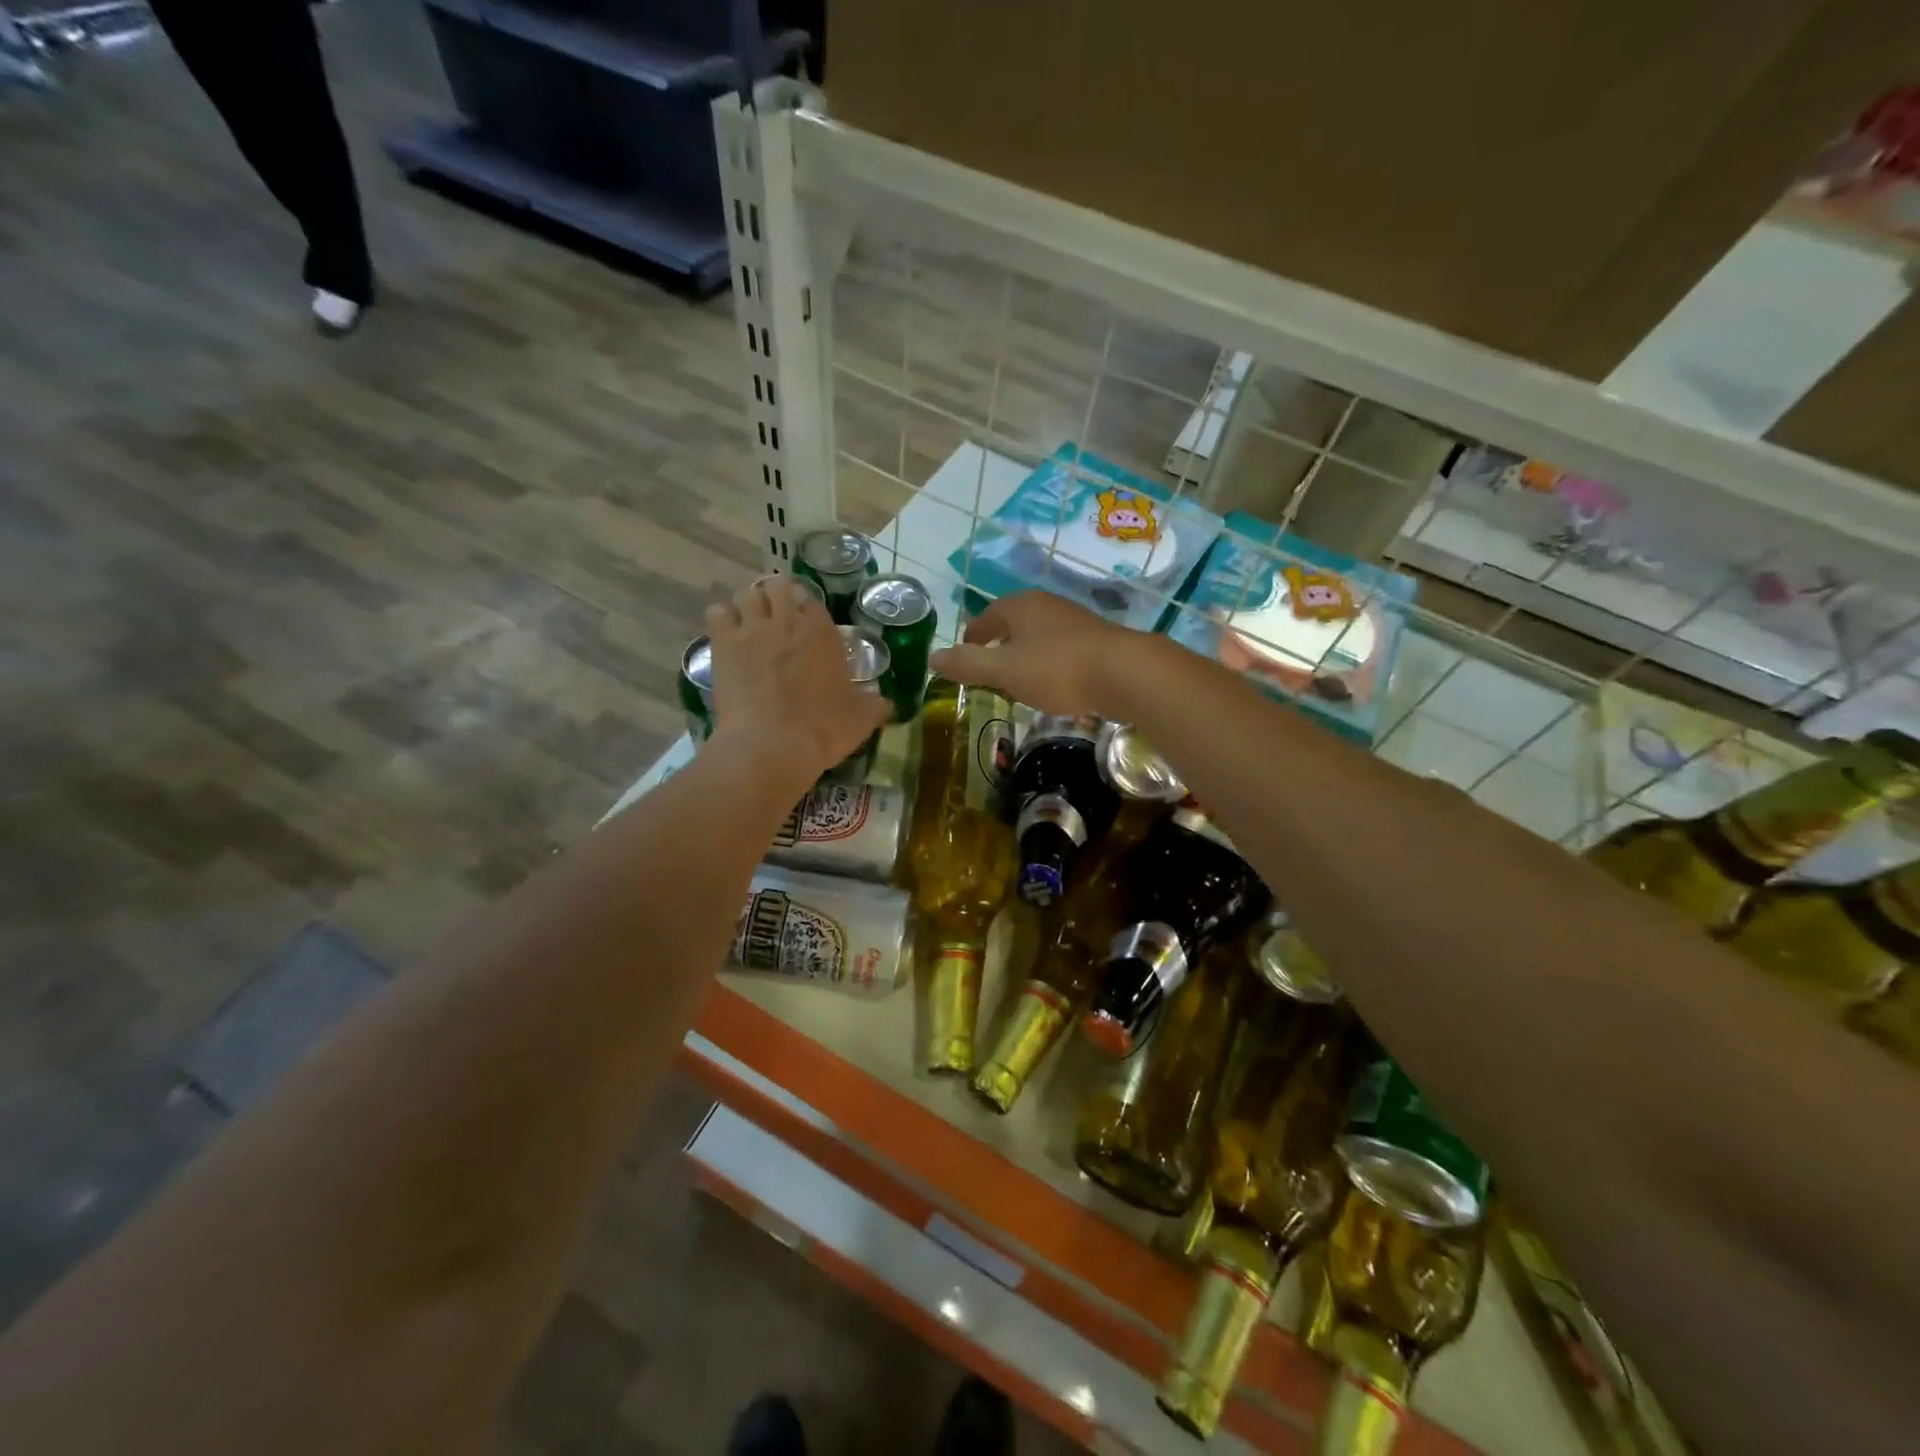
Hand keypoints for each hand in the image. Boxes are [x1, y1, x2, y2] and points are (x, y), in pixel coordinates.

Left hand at [705, 580, 889, 786]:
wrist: (771, 745)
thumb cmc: (822, 730)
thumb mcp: (861, 719)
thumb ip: (876, 705)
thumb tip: (887, 703)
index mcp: (821, 632)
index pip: (813, 600)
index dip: (808, 608)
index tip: (807, 624)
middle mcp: (786, 620)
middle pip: (778, 586)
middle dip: (778, 597)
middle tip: (777, 618)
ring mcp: (751, 629)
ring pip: (747, 594)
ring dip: (750, 604)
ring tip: (751, 623)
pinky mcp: (723, 645)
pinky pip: (717, 613)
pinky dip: (722, 618)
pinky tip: (726, 635)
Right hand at [930, 590, 1147, 715]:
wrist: (1124, 672)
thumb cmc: (1056, 669)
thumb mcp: (1004, 671)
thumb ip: (968, 665)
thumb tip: (933, 657)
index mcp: (1020, 606)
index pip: (986, 617)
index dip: (972, 635)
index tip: (964, 653)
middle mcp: (1046, 605)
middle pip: (1013, 623)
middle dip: (998, 643)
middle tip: (987, 667)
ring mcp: (1074, 621)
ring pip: (1038, 635)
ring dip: (1025, 654)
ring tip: (1017, 678)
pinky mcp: (1096, 640)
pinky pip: (1061, 648)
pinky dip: (1049, 663)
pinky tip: (1053, 683)